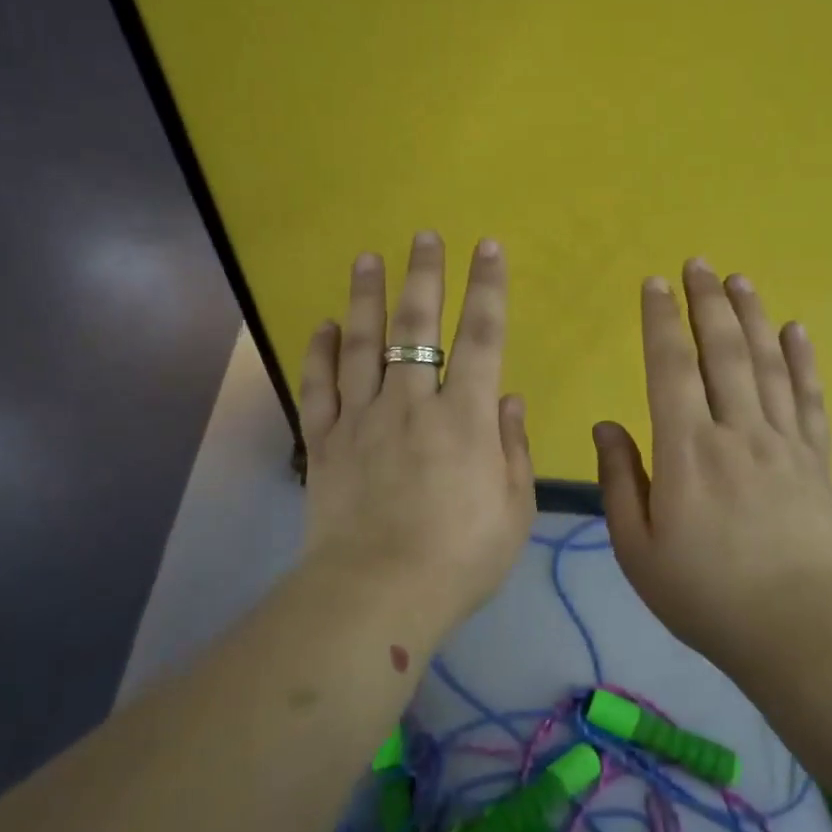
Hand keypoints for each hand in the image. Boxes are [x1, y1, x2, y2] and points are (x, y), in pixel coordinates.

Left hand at [298, 232, 535, 626]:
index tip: (487, 248)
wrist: (378, 596)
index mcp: (464, 418)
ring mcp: (361, 419)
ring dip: (366, 297)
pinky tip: (324, 324)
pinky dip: (319, 352)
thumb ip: (512, 447)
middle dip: (423, 276)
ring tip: (367, 258)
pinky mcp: (324, 443)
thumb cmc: (459, 558)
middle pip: (416, 327)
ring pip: (362, 344)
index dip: (487, 288)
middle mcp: (411, 403)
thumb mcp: (512, 509)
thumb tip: (505, 397)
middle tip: (423, 235)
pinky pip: (318, 387)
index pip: (481, 337)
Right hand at [595, 259, 831, 662]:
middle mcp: (736, 431)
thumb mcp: (637, 547)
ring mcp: (783, 441)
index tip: (654, 284)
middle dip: (707, 302)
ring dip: (752, 316)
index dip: (661, 321)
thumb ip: (620, 480)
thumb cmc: (702, 593)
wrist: (793, 628)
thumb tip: (607, 423)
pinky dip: (803, 359)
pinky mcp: (817, 459)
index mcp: (686, 450)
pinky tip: (796, 330)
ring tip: (740, 279)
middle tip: (698, 263)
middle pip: (722, 351)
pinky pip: (810, 397)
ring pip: (767, 363)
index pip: (671, 367)